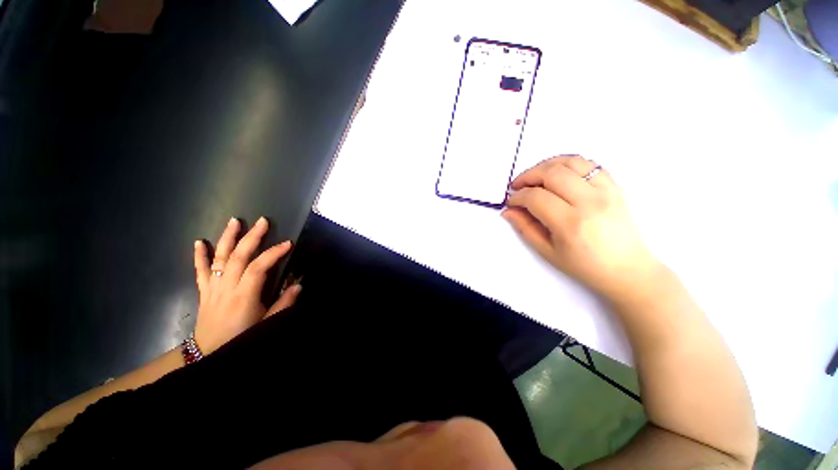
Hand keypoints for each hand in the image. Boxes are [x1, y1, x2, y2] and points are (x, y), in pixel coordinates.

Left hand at [192, 217, 300, 353]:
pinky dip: (199, 255)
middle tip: (262, 221)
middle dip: (252, 237)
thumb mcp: (266, 324)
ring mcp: (212, 287)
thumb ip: (283, 304)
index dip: (273, 253)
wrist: (207, 353)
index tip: (287, 243)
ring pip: (219, 258)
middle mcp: (226, 287)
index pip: (259, 267)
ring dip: (227, 238)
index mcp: (244, 295)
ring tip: (235, 221)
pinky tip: (199, 242)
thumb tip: (299, 285)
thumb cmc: (240, 338)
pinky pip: (200, 270)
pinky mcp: (204, 290)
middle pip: (238, 256)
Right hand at [503, 155, 660, 300]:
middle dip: (528, 176)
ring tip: (535, 177)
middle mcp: (590, 202)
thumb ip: (525, 228)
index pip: (536, 197)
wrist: (628, 269)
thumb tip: (508, 211)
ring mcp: (606, 191)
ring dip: (546, 166)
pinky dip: (568, 165)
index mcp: (570, 223)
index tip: (511, 203)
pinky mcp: (615, 187)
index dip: (517, 197)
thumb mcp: (548, 252)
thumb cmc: (585, 266)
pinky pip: (589, 164)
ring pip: (570, 162)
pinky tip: (558, 175)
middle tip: (517, 186)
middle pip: (551, 173)